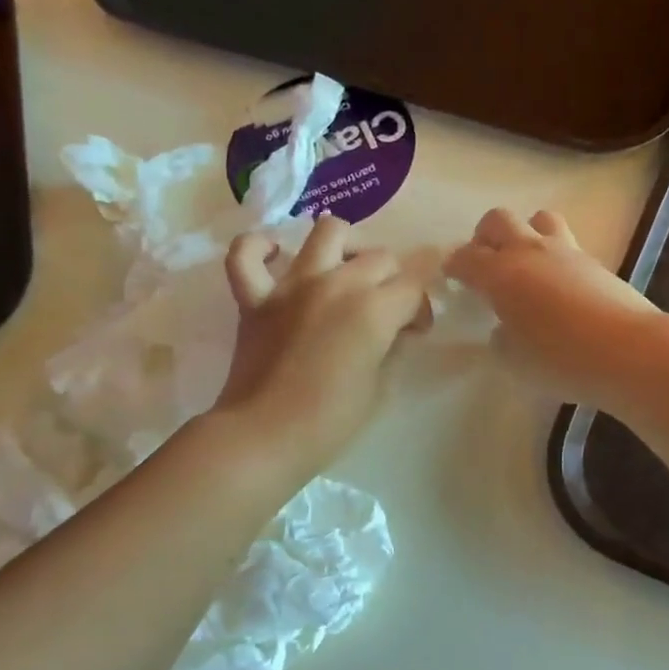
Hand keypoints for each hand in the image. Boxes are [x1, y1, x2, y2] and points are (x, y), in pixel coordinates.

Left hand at [215, 217, 428, 473]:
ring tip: (346, 268)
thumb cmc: (330, 422)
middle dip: (393, 280)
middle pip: (379, 257)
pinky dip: (259, 247)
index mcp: (373, 310)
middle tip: (387, 311)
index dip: (422, 306)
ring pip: (327, 232)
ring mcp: (292, 285)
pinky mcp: (255, 297)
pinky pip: (246, 254)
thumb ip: (392, 347)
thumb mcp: (380, 387)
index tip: (415, 329)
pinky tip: (274, 255)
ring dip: (345, 245)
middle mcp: (336, 284)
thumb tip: (394, 329)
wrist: (264, 436)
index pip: (414, 285)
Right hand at [445, 209, 660, 408]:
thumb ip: (501, 339)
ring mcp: (566, 252)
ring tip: (526, 263)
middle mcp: (529, 252)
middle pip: (498, 220)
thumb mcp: (514, 361)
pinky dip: (554, 256)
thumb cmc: (560, 359)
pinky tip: (558, 285)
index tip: (451, 275)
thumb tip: (505, 328)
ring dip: (526, 233)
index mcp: (500, 274)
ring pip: (538, 219)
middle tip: (485, 262)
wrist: (629, 350)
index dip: (454, 264)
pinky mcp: (595, 262)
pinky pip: (566, 244)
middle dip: (485, 236)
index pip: (466, 257)